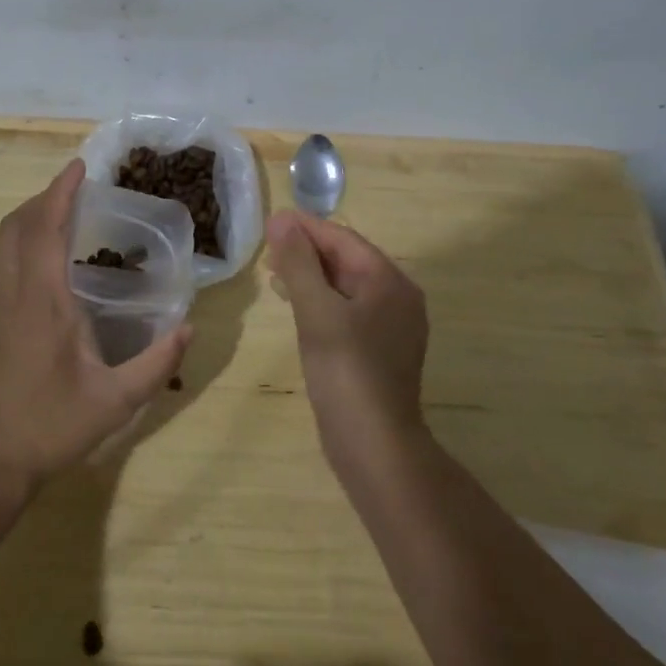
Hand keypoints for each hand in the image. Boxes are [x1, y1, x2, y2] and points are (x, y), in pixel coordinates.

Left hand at [0, 159, 191, 493]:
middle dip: (44, 197)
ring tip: (67, 212)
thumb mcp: (115, 401)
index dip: (60, 192)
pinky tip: (54, 259)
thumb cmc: (50, 427)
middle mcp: (15, 294)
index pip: (44, 229)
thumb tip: (190, 328)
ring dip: (32, 217)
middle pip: (16, 225)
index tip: (80, 167)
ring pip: (6, 242)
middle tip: (77, 188)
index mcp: (42, 301)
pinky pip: (7, 261)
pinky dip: (27, 240)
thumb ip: (156, 364)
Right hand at [267, 210, 428, 466]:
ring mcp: (390, 327)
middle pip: (347, 260)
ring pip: (345, 286)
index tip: (270, 222)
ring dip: (311, 276)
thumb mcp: (317, 312)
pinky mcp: (379, 351)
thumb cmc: (346, 372)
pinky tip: (296, 307)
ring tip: (274, 274)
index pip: (343, 239)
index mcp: (389, 282)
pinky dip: (320, 301)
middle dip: (307, 252)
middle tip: (267, 250)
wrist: (374, 447)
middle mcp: (397, 298)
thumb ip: (298, 263)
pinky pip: (347, 311)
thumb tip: (282, 219)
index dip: (306, 228)